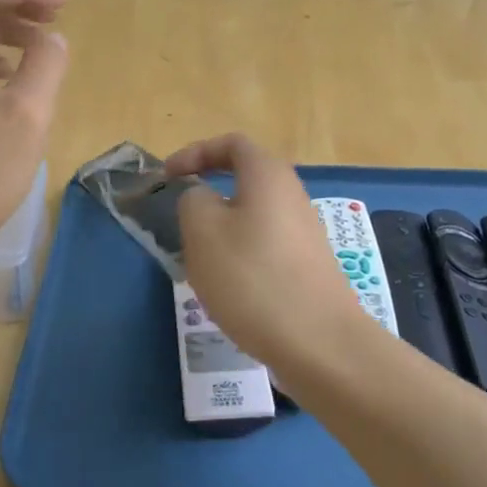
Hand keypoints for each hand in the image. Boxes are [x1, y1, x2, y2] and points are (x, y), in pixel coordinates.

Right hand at [166, 133, 368, 375]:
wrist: (319, 342)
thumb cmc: (253, 277)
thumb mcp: (203, 230)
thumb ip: (193, 200)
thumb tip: (203, 198)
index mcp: (268, 175)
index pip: (231, 144)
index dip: (196, 152)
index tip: (168, 176)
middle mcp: (292, 195)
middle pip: (245, 180)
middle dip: (207, 195)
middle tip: (181, 220)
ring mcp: (304, 232)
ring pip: (252, 217)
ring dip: (221, 231)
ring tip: (199, 262)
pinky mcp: (307, 266)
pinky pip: (264, 247)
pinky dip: (240, 257)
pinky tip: (228, 290)